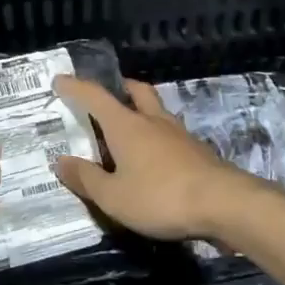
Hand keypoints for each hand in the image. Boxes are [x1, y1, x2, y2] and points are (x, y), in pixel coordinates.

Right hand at [53, 77, 236, 240]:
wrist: (224, 204)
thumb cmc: (160, 197)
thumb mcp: (113, 197)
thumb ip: (86, 179)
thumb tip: (61, 161)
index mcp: (126, 125)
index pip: (95, 96)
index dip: (76, 87)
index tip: (60, 80)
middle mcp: (152, 121)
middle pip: (136, 92)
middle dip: (119, 88)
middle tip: (106, 95)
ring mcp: (179, 134)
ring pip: (156, 111)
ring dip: (141, 112)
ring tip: (128, 129)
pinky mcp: (197, 151)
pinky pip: (169, 134)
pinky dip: (156, 137)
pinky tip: (153, 157)